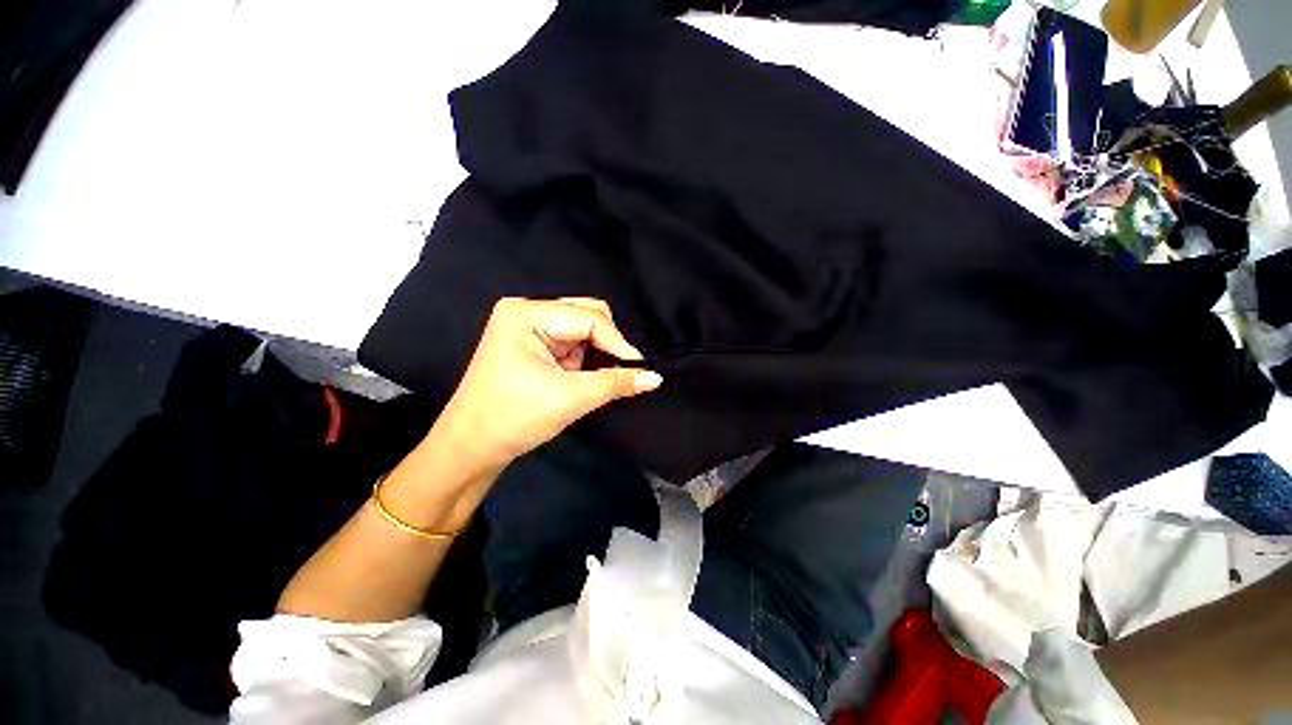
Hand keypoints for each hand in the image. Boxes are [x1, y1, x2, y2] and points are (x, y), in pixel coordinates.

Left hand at [429, 297, 661, 472]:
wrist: (470, 448)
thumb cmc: (512, 419)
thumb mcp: (569, 399)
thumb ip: (615, 383)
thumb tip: (655, 377)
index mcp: (526, 314)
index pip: (589, 319)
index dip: (618, 343)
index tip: (641, 368)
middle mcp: (525, 311)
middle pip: (586, 314)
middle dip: (606, 344)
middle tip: (617, 372)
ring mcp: (526, 326)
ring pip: (581, 328)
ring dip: (594, 353)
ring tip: (588, 379)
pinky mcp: (531, 342)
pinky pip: (571, 341)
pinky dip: (583, 358)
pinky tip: (577, 377)